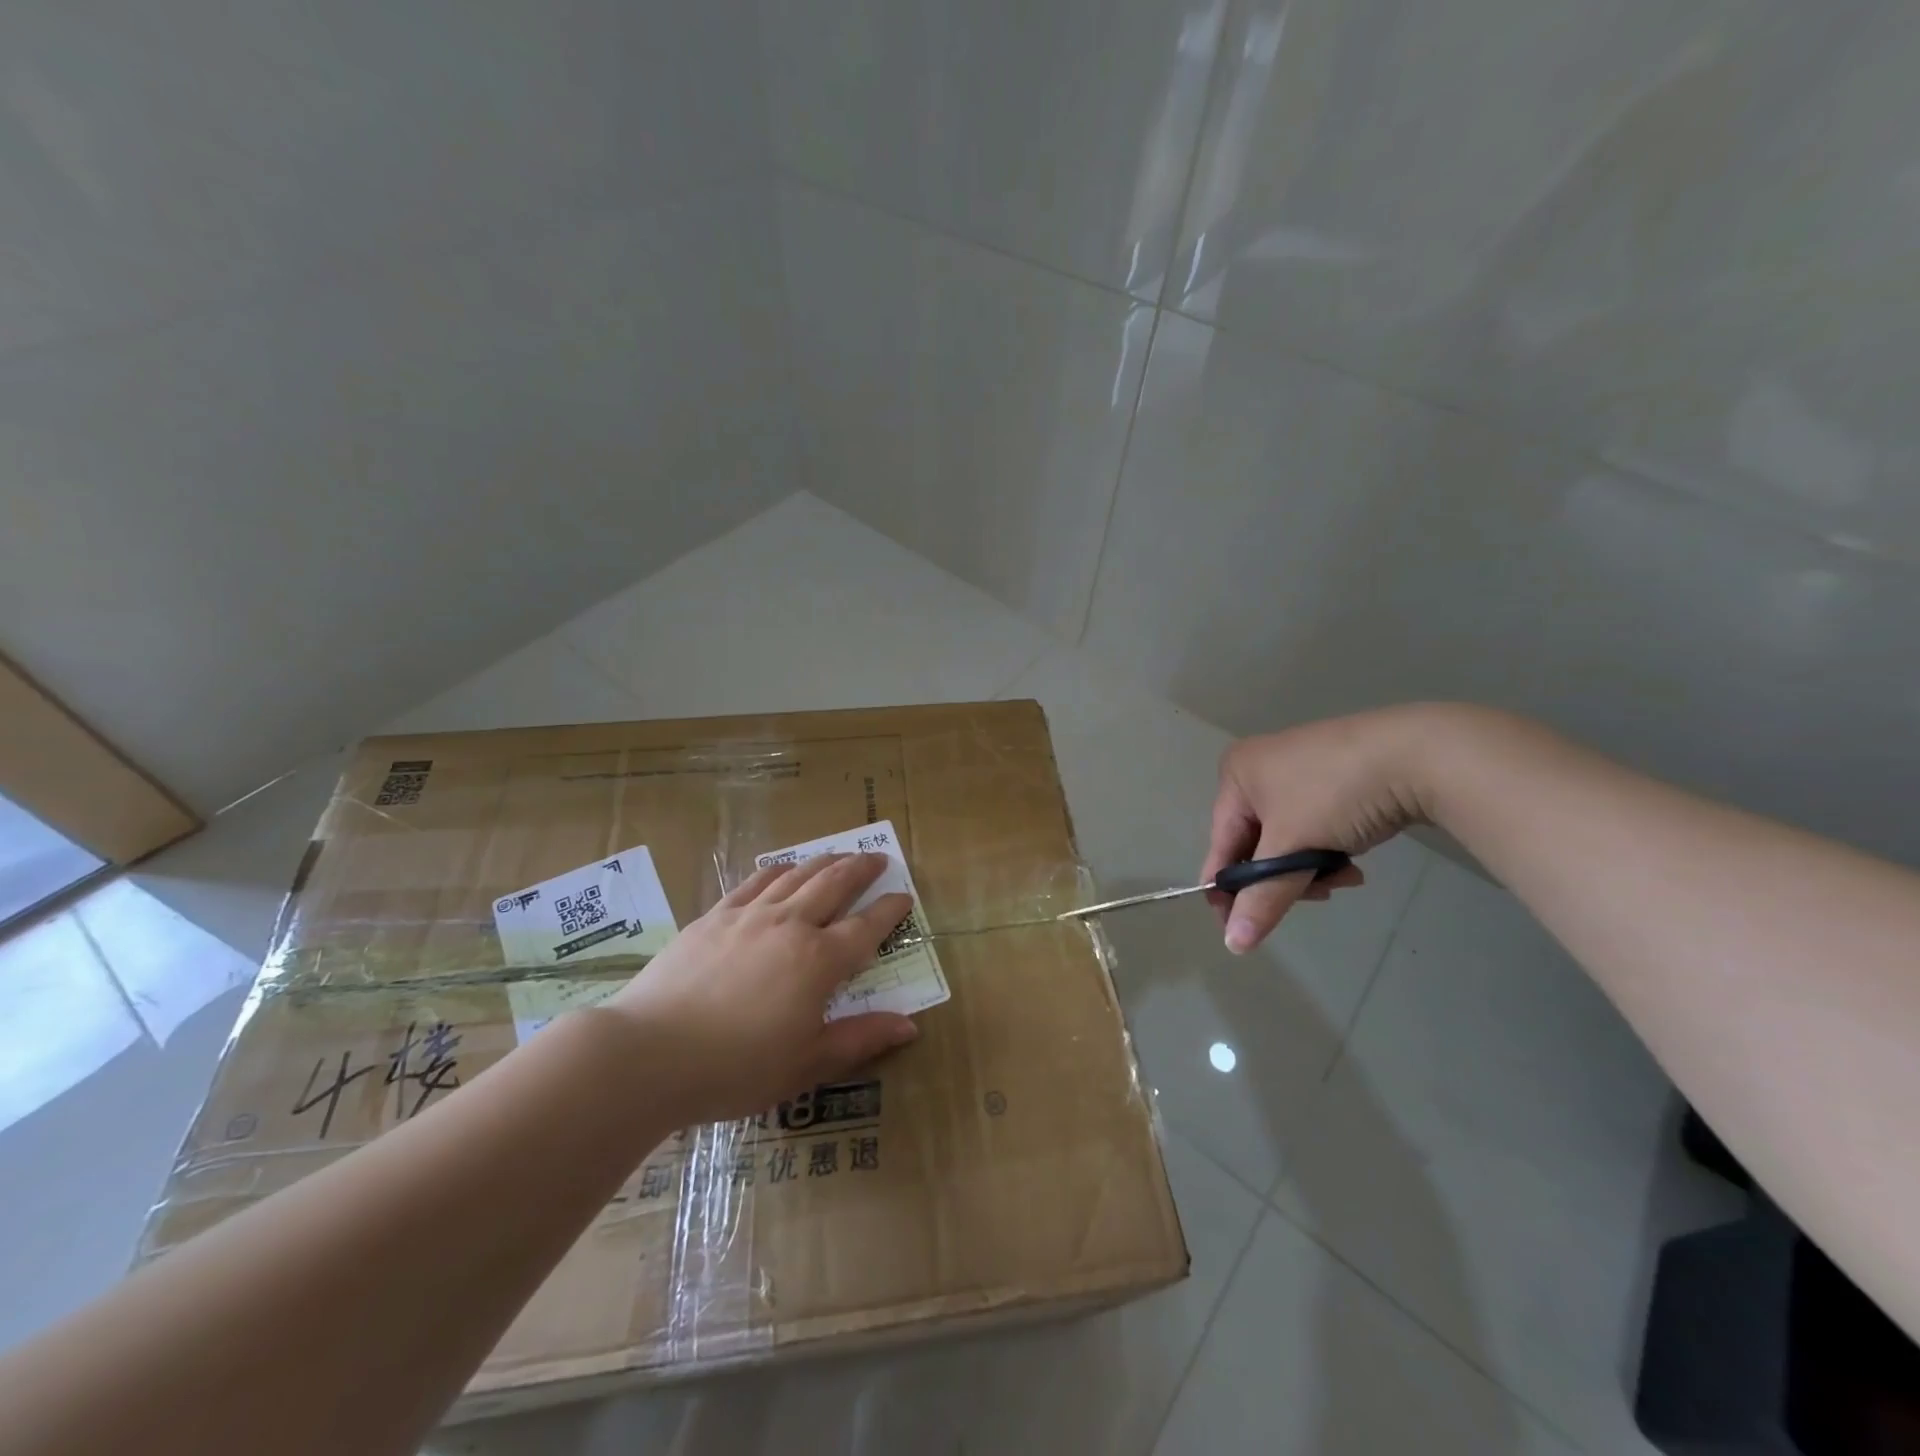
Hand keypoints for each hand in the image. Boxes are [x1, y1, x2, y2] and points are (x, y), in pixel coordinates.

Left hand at [602, 853, 916, 1124]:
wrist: (650, 1053)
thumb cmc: (736, 1068)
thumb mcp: (806, 1064)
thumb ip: (860, 1039)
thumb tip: (910, 1026)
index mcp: (818, 962)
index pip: (866, 928)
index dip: (890, 911)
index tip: (905, 897)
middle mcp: (789, 925)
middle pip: (834, 884)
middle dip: (861, 868)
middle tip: (878, 857)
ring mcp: (749, 916)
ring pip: (797, 875)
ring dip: (824, 861)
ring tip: (840, 854)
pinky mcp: (713, 917)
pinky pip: (754, 881)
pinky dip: (777, 869)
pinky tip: (783, 868)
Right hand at [1204, 705, 1441, 952]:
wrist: (1417, 754)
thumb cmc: (1334, 794)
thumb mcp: (1292, 846)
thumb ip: (1262, 898)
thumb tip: (1234, 944)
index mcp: (1235, 775)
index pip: (1221, 844)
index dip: (1228, 891)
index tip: (1240, 932)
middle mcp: (1259, 769)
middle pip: (1256, 844)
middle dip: (1283, 877)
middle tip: (1314, 896)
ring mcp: (1298, 770)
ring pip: (1288, 839)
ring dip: (1310, 868)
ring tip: (1342, 877)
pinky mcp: (1333, 776)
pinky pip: (1313, 825)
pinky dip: (1327, 849)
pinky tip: (1353, 862)